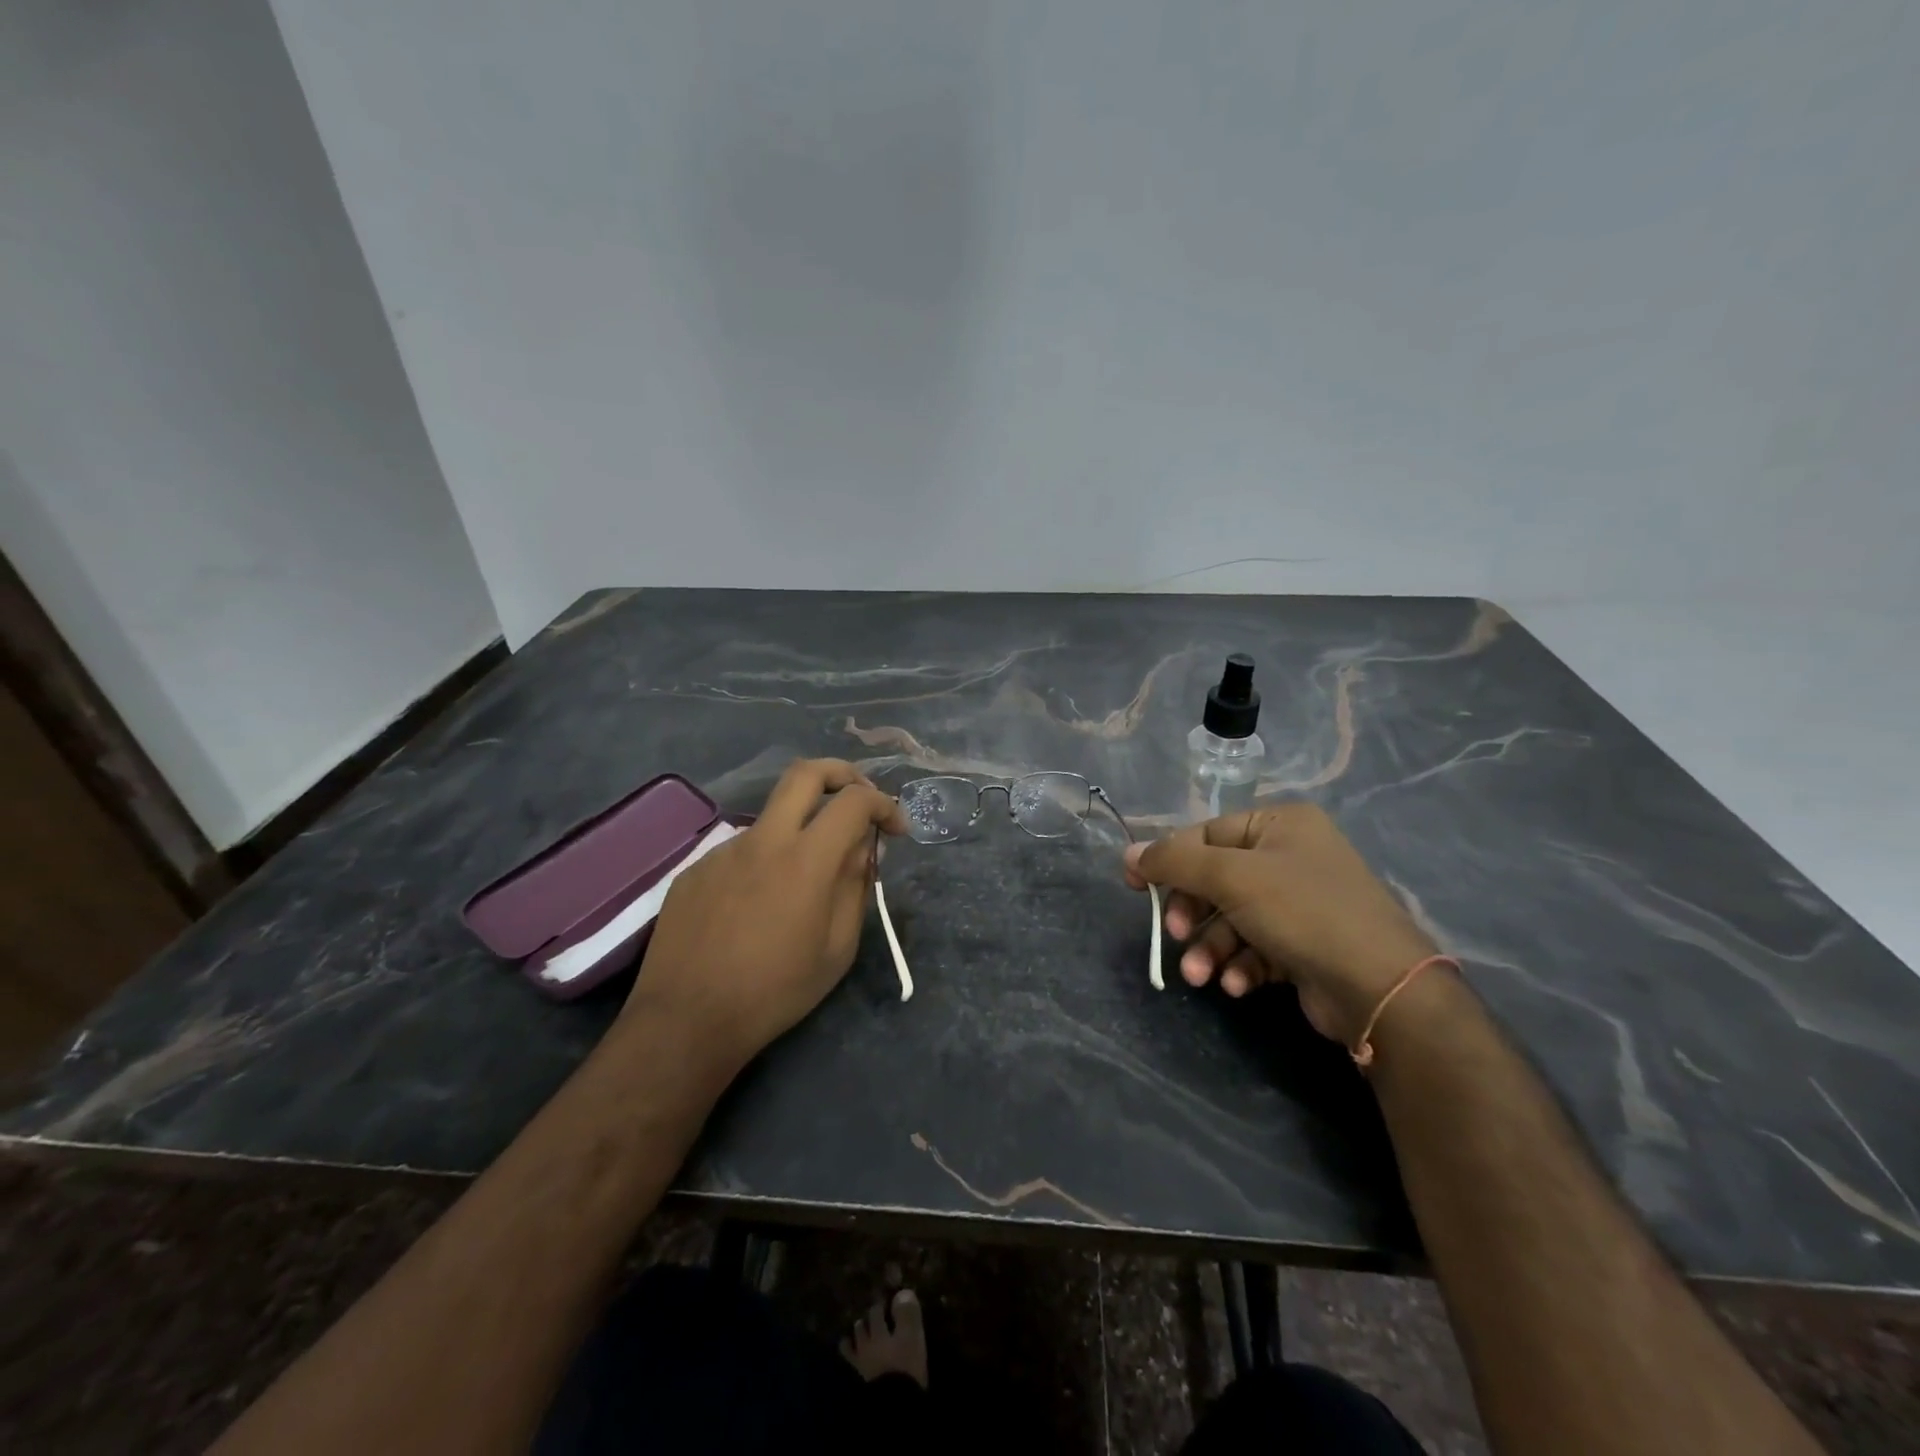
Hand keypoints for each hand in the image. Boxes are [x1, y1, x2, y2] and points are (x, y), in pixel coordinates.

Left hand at [621, 759, 905, 1067]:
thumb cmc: (776, 991)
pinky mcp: (696, 870)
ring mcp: (724, 851)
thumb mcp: (838, 949)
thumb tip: (863, 849)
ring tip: (803, 884)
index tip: (896, 830)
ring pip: (772, 818)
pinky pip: (742, 852)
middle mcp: (764, 840)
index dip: (884, 805)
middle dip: (842, 773)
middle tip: (858, 800)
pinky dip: (765, 864)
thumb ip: (856, 888)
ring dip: (801, 830)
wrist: (687, 1020)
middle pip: (806, 773)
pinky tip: (757, 908)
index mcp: (806, 860)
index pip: (854, 802)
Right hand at [1123, 802, 1438, 1045]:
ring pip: (1233, 918)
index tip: (1134, 886)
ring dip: (1211, 947)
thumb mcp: (1231, 877)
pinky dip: (1241, 964)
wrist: (1380, 988)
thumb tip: (1128, 852)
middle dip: (1193, 914)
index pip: (1206, 835)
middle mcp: (1291, 856)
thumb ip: (1174, 861)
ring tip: (1200, 976)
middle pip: (1217, 879)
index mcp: (1280, 824)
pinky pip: (1256, 946)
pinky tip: (1238, 985)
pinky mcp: (1305, 944)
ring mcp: (1300, 902)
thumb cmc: (1302, 911)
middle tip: (1175, 936)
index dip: (1168, 860)